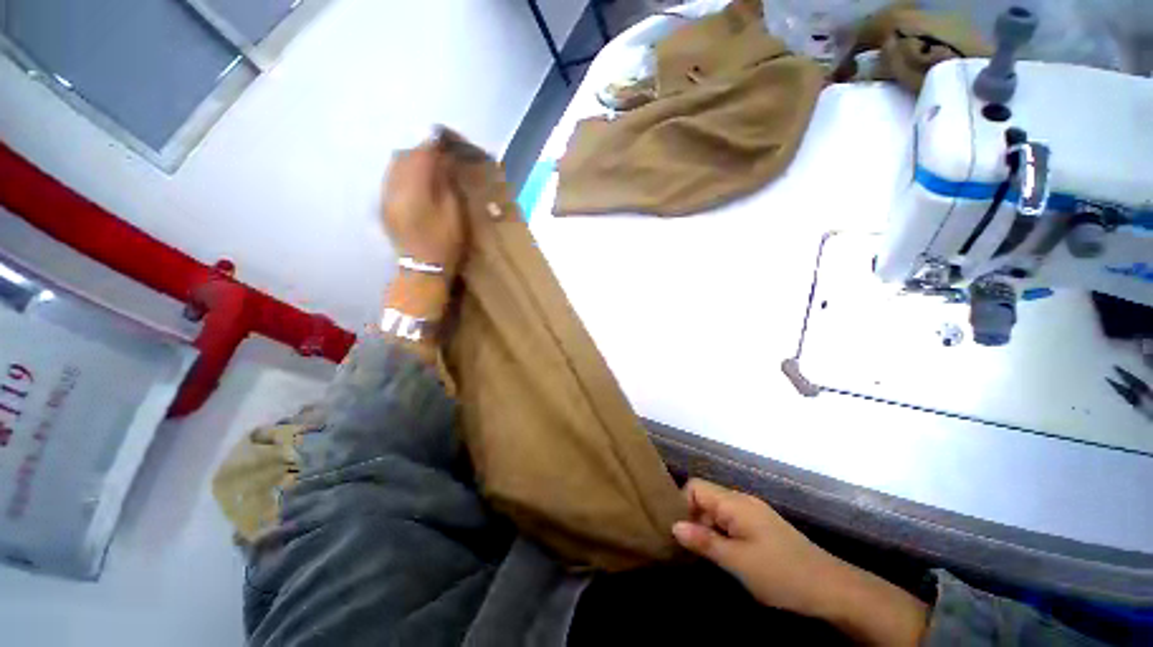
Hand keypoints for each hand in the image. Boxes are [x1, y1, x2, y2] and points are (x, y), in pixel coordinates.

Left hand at [381, 140, 465, 273]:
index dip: (434, 143)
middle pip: (404, 155)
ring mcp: (386, 196)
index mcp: (413, 188)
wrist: (423, 269)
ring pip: (395, 165)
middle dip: (422, 150)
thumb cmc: (445, 242)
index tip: (447, 139)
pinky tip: (417, 182)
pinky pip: (391, 178)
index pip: (421, 154)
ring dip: (412, 160)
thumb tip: (443, 158)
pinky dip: (404, 173)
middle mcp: (394, 187)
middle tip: (441, 155)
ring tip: (429, 167)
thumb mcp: (454, 212)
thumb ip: (446, 182)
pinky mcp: (384, 205)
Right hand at [672, 479, 927, 646]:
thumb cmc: (782, 573)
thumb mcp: (738, 561)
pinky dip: (721, 533)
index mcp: (735, 502)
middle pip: (705, 497)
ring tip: (703, 554)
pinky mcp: (761, 526)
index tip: (679, 532)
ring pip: (717, 511)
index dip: (682, 504)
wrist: (831, 588)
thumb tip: (673, 525)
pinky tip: (723, 555)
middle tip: (689, 548)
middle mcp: (742, 501)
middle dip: (693, 518)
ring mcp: (753, 513)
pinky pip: (730, 521)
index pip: (695, 486)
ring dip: (706, 528)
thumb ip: (704, 541)